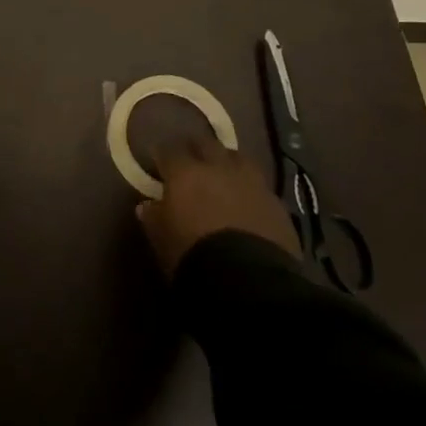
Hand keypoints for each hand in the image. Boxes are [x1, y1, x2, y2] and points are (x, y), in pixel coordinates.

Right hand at [136, 130, 299, 276]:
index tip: (158, 162)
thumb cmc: (193, 254)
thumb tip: (147, 205)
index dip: (162, 155)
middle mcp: (219, 168)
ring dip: (227, 163)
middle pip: (206, 144)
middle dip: (196, 149)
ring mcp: (252, 183)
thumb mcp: (161, 238)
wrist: (249, 282)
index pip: (169, 151)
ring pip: (237, 158)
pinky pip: (259, 187)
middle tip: (190, 162)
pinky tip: (247, 202)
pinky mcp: (277, 204)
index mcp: (185, 172)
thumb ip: (153, 217)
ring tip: (223, 175)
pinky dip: (250, 189)